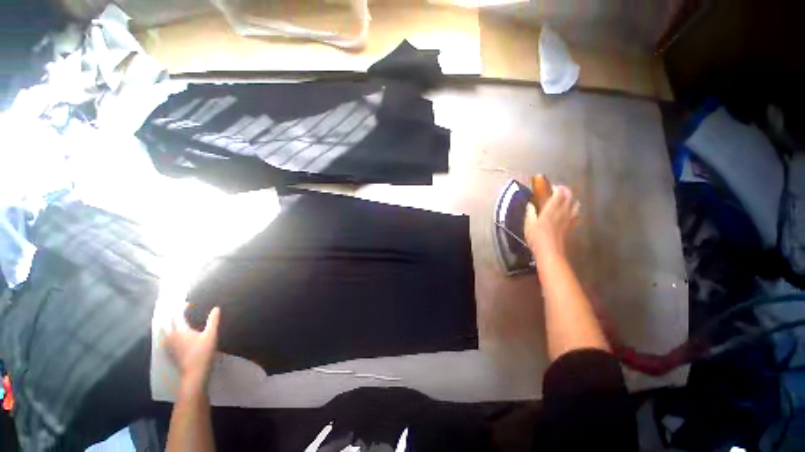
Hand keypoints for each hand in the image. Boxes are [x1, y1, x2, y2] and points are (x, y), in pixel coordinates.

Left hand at [166, 306, 220, 393]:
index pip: (177, 315)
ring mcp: (169, 345)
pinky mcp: (170, 351)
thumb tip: (216, 308)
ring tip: (170, 319)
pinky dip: (166, 333)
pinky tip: (170, 334)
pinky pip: (164, 338)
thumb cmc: (204, 352)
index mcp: (181, 330)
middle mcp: (171, 336)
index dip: (180, 308)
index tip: (187, 303)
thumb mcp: (211, 335)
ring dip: (165, 323)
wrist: (194, 373)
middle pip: (165, 322)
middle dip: (168, 314)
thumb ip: (213, 321)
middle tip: (174, 308)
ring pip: (163, 331)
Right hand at [523, 185, 579, 258]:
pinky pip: (575, 215)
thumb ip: (530, 213)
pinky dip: (574, 211)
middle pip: (569, 197)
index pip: (559, 194)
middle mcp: (562, 212)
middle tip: (558, 191)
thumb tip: (530, 205)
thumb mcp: (529, 224)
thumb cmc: (536, 237)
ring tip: (566, 200)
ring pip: (575, 205)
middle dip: (566, 192)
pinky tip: (571, 213)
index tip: (552, 187)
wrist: (549, 251)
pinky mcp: (570, 226)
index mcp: (551, 209)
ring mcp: (568, 219)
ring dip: (571, 200)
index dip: (557, 188)